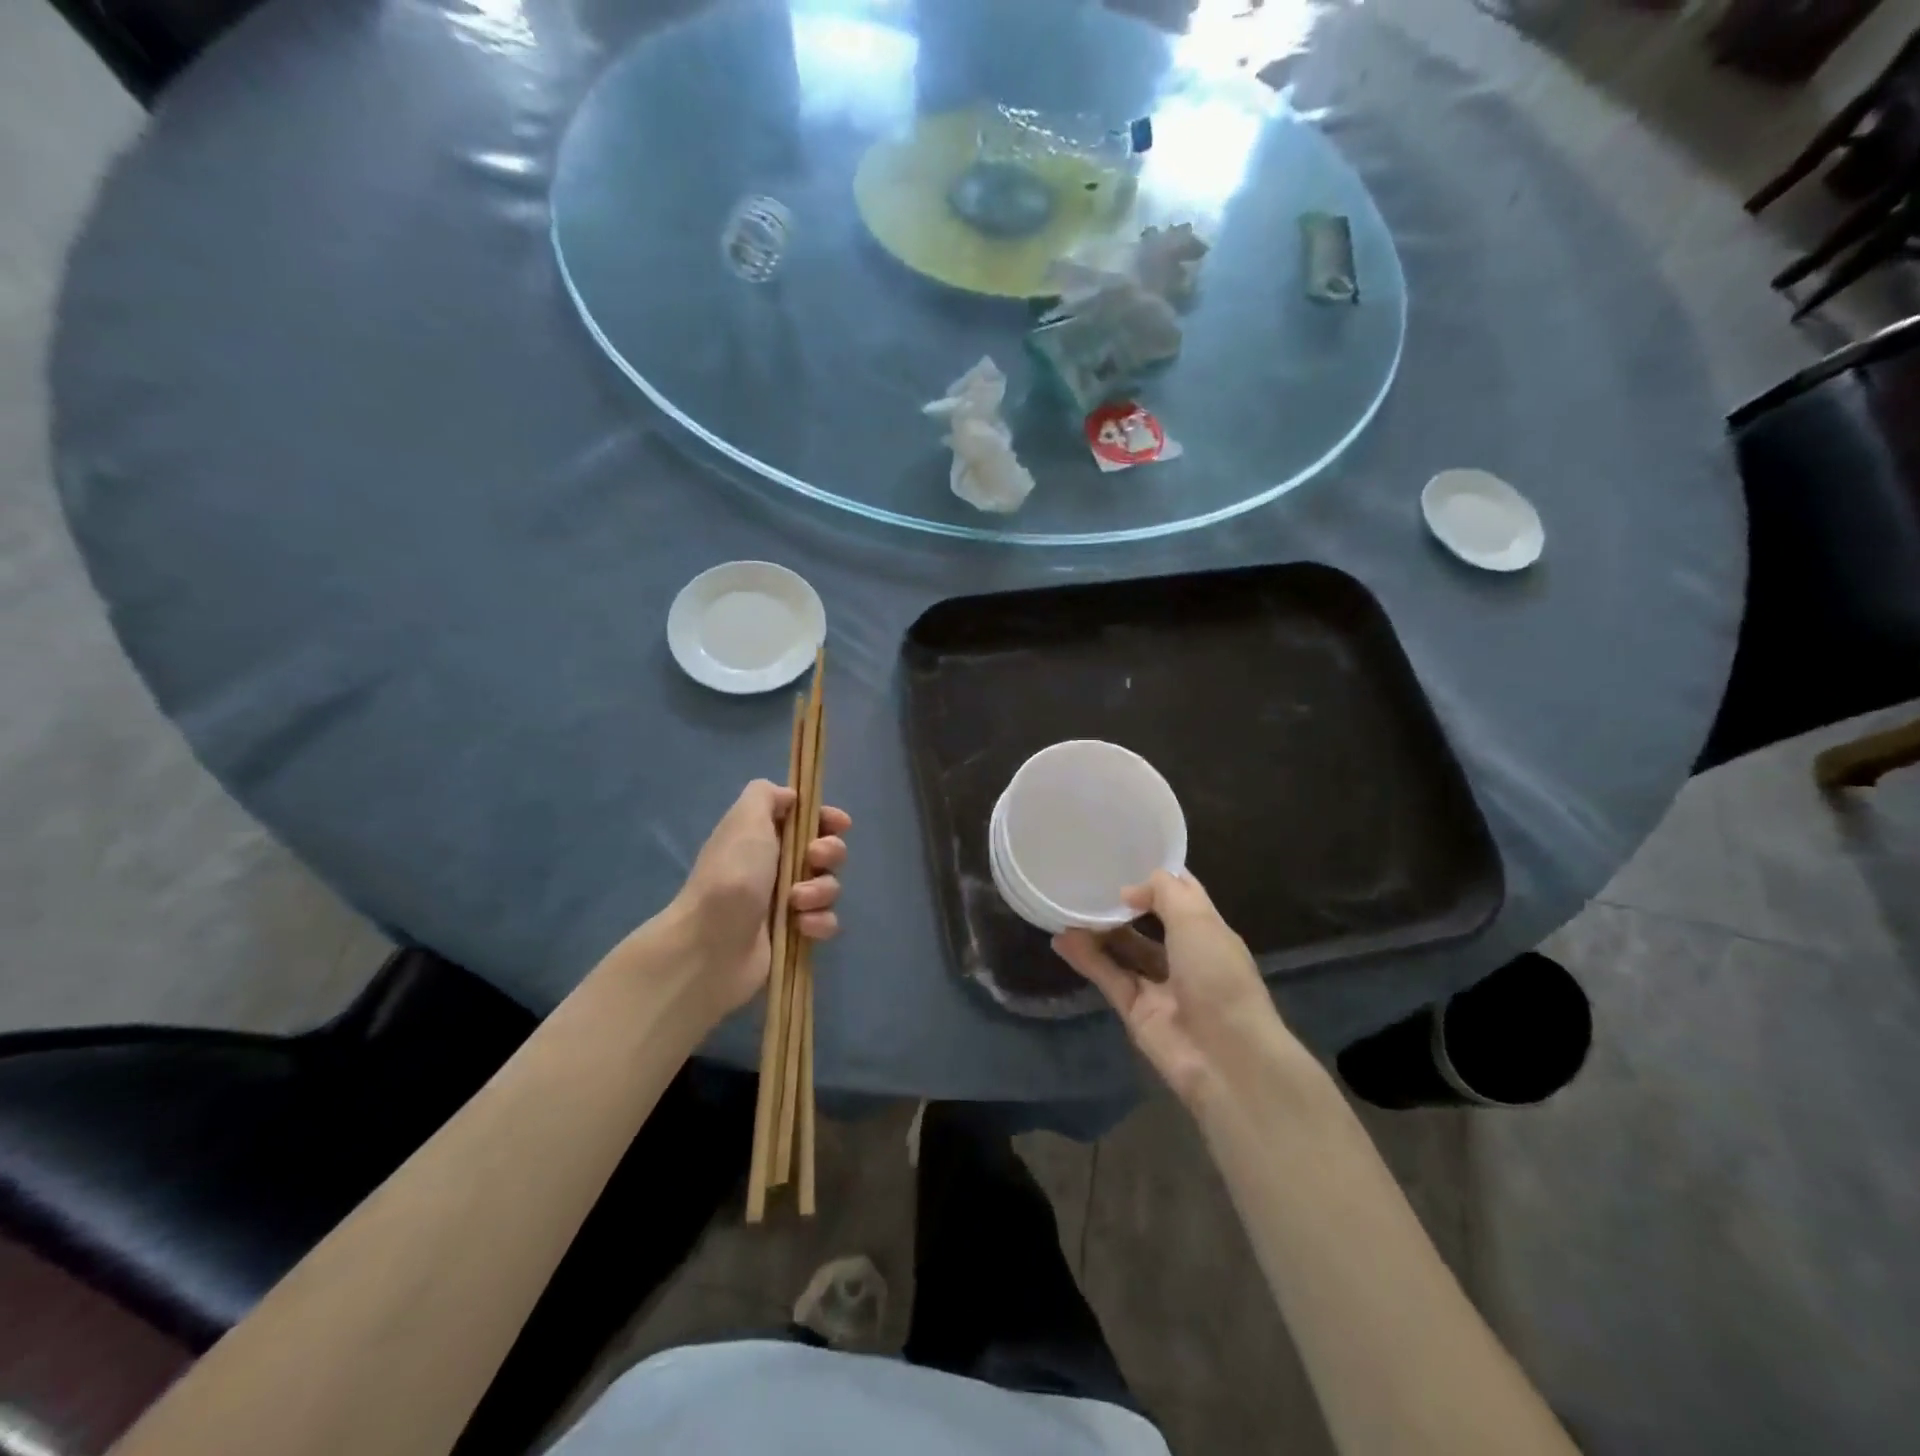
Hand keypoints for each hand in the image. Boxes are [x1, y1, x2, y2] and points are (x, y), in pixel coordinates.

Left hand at [670, 779, 849, 1024]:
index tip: (839, 824)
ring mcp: (787, 902)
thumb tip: (789, 797)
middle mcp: (776, 866)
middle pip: (826, 851)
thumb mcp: (745, 819)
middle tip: (813, 860)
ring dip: (821, 891)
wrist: (711, 945)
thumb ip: (766, 795)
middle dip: (830, 853)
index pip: (807, 820)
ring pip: (829, 887)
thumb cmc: (732, 875)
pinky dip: (819, 922)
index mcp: (764, 836)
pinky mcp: (795, 933)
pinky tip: (801, 926)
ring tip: (796, 902)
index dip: (827, 820)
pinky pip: (826, 921)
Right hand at [1053, 871, 1287, 1105]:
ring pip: (1124, 950)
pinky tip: (1062, 939)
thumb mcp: (1197, 920)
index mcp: (1208, 932)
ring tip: (1067, 907)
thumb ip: (1163, 892)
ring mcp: (1159, 986)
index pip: (1182, 895)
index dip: (1157, 875)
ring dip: (1098, 930)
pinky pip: (1108, 977)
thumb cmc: (1219, 977)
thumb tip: (1129, 891)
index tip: (1125, 855)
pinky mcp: (1136, 1011)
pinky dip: (1086, 959)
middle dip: (1122, 903)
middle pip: (1149, 922)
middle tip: (1087, 881)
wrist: (1227, 1059)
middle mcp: (1185, 956)